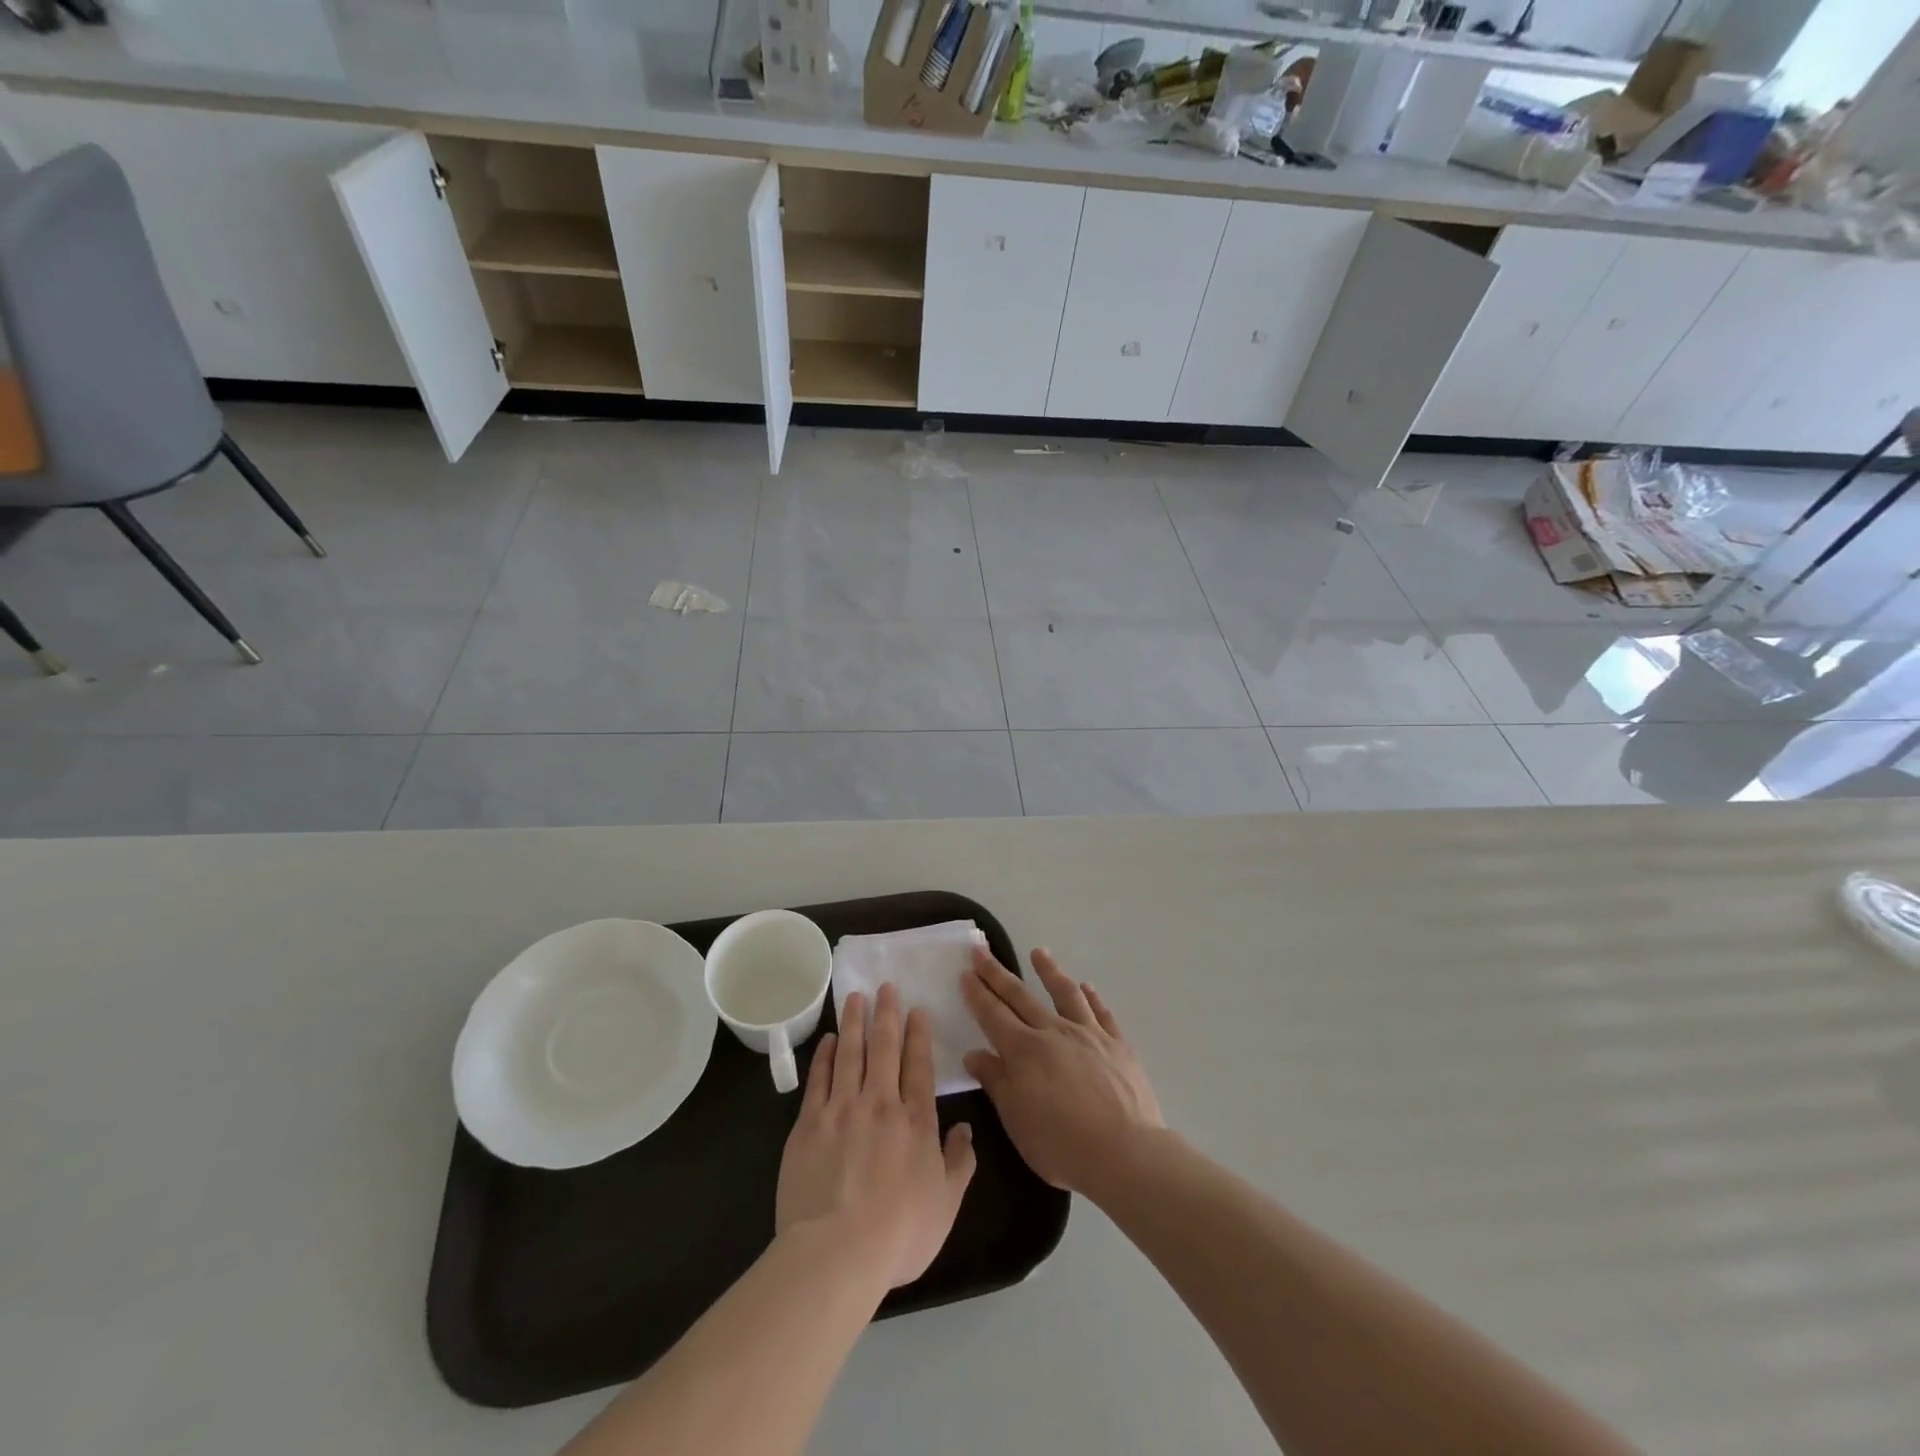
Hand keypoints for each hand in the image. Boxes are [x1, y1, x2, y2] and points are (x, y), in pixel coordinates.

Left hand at [776, 984, 977, 1292]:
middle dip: (886, 1014)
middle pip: (884, 1048)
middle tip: (885, 986)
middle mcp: (880, 1103)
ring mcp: (841, 1109)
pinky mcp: (809, 1123)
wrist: (836, 1252)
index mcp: (915, 1120)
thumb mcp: (946, 1204)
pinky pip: (819, 1079)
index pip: (918, 1065)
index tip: (916, 1009)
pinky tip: (830, 1040)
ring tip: (856, 997)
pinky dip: (825, 1055)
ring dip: (855, 1022)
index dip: (918, 1034)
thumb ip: (959, 1162)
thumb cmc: (899, 1233)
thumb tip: (966, 1129)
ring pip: (850, 1053)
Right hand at [961, 947, 1162, 1198]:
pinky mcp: (1117, 1044)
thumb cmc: (1062, 1145)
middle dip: (997, 973)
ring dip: (1049, 970)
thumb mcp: (1016, 1122)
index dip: (977, 993)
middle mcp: (1053, 1032)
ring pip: (1064, 993)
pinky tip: (1087, 986)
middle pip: (1020, 996)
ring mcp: (1088, 1034)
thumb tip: (974, 1054)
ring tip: (1038, 952)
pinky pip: (1101, 1012)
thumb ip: (996, 1082)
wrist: (1125, 1153)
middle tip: (981, 950)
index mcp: (1023, 1051)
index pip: (993, 1014)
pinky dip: (1092, 997)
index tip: (965, 972)